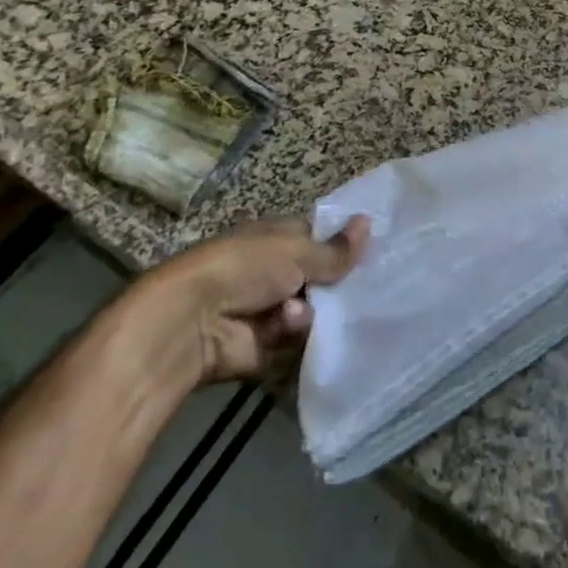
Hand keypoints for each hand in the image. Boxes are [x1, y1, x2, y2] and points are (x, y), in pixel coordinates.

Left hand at [131, 215, 369, 384]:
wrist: (193, 322)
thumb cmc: (245, 268)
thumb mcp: (296, 251)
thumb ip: (336, 249)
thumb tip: (369, 221)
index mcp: (280, 237)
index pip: (321, 237)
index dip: (346, 244)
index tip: (375, 253)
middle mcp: (276, 270)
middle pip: (321, 278)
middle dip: (337, 286)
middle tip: (360, 291)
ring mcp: (270, 309)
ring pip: (314, 312)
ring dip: (311, 314)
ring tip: (297, 316)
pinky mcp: (266, 346)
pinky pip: (298, 341)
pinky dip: (296, 337)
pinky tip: (287, 332)